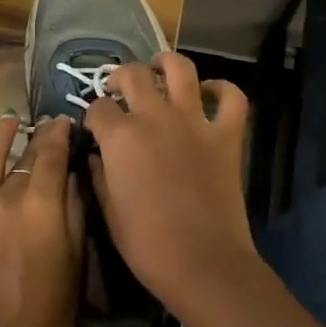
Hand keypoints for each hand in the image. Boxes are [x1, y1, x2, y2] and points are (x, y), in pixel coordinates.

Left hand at [0, 113, 83, 326]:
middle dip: (38, 140)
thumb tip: (72, 174)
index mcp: (41, 202)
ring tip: (9, 121)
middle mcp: (5, 195)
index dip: (59, 134)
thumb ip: (74, 210)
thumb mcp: (77, 258)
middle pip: (24, 158)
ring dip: (0, 136)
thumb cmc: (51, 311)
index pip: (51, 152)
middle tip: (47, 129)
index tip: (64, 123)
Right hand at [84, 52, 255, 320]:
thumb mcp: (107, 211)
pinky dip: (222, 90)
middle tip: (119, 90)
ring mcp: (194, 122)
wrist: (203, 263)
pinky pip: (232, 98)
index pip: (98, 108)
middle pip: (133, 75)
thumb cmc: (146, 244)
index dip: (93, 116)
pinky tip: (209, 94)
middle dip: (119, 78)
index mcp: (121, 137)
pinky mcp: (226, 136)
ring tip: (159, 70)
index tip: (94, 128)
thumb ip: (99, 176)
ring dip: (166, 63)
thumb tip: (98, 157)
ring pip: (181, 69)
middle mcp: (155, 117)